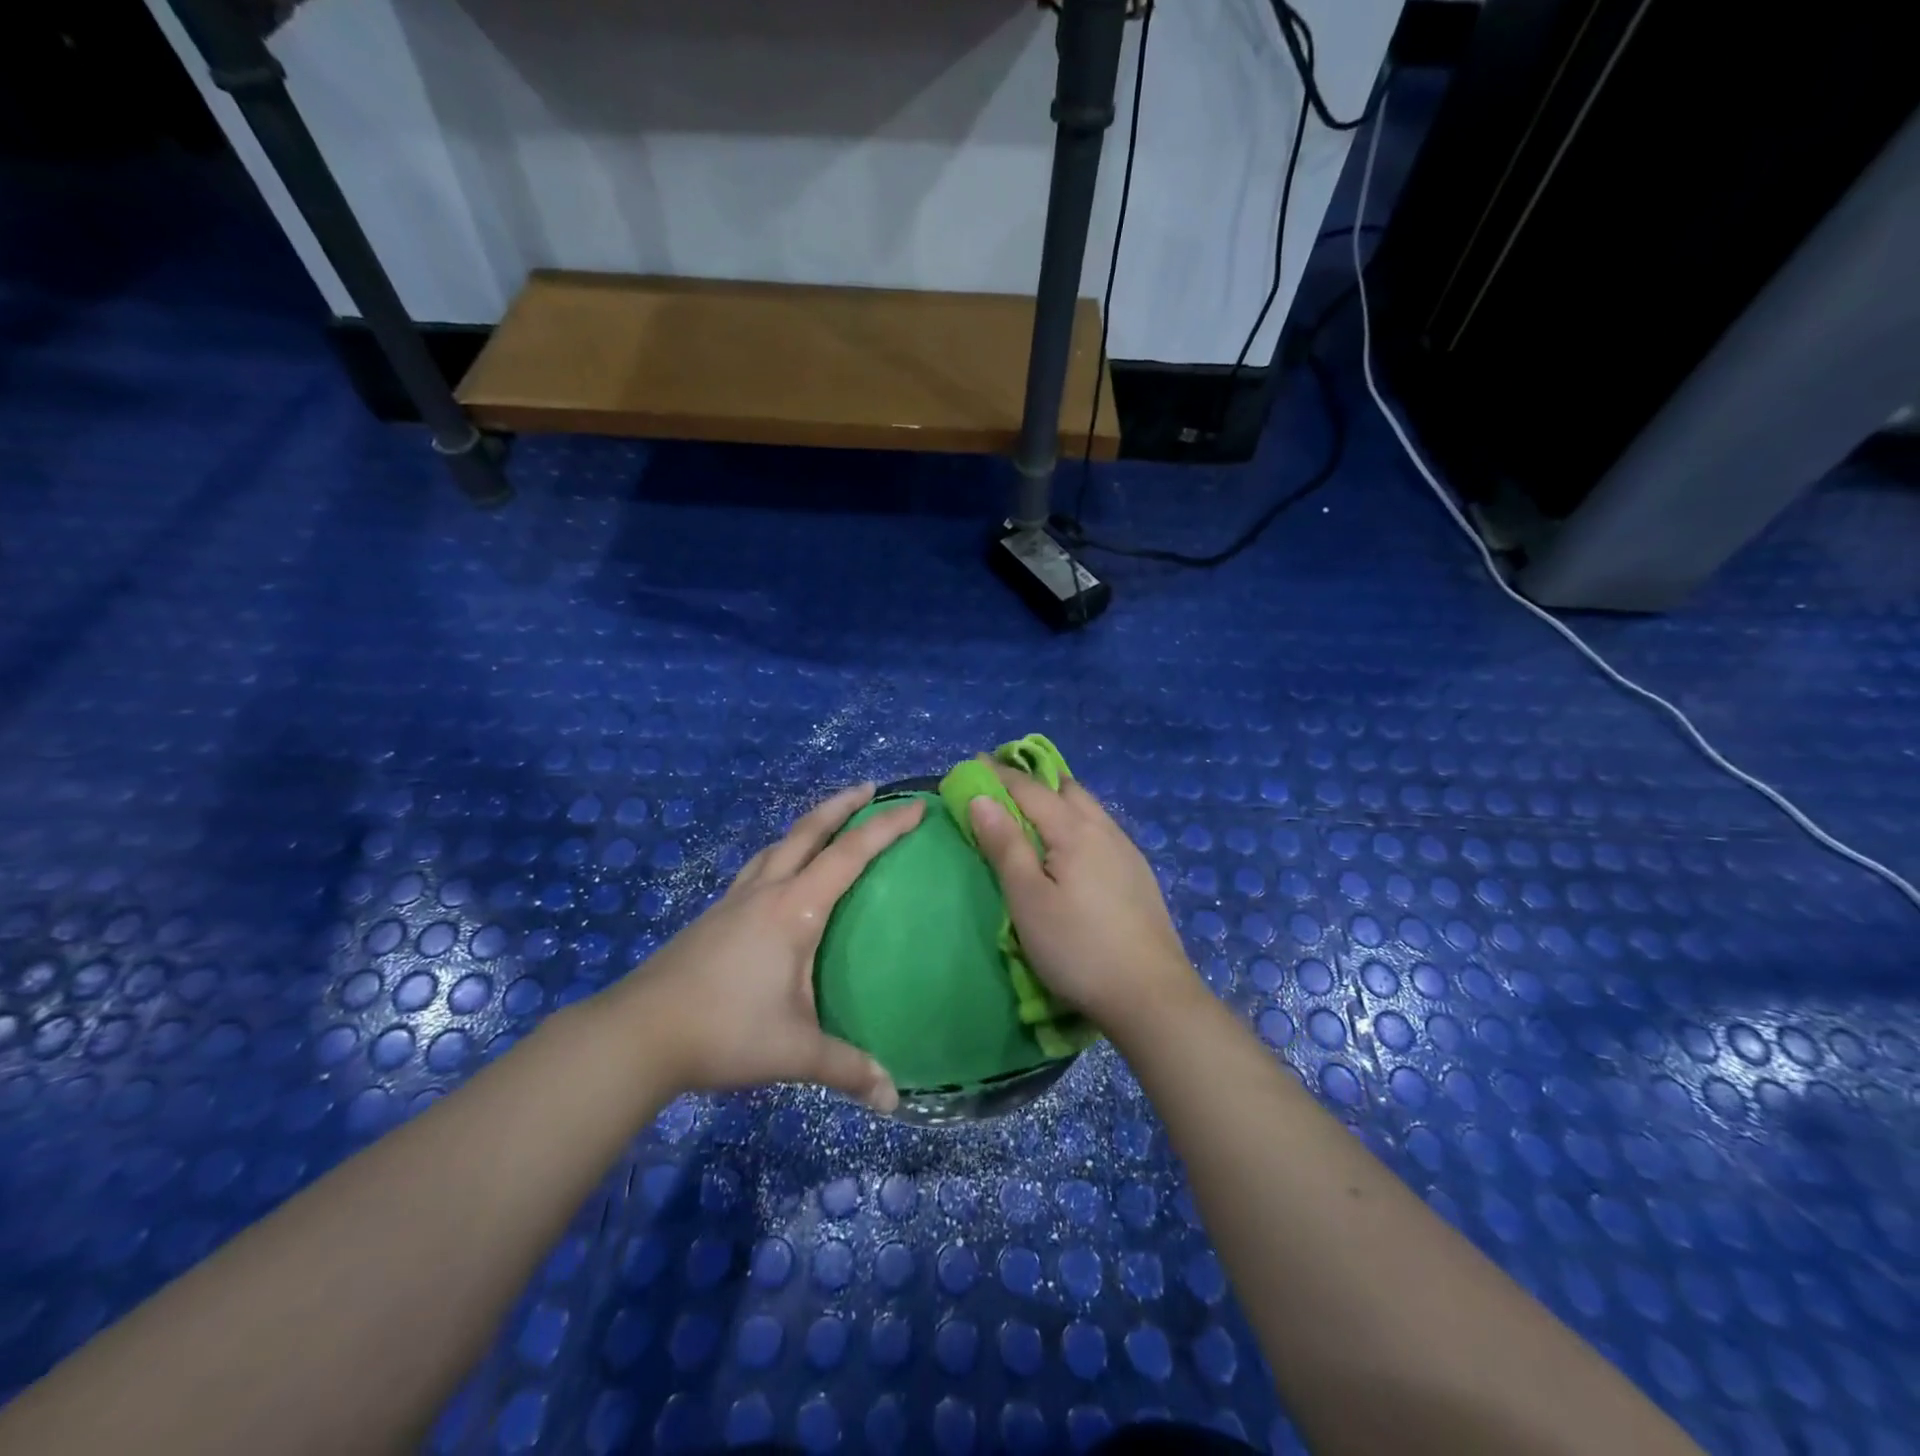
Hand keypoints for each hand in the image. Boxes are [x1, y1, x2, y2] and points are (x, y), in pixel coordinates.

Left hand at [614, 783, 923, 1110]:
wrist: (638, 1033)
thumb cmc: (724, 1030)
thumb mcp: (794, 1051)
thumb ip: (846, 1068)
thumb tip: (893, 1098)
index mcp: (793, 909)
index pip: (849, 855)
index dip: (885, 827)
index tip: (914, 806)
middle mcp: (765, 892)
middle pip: (807, 831)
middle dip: (842, 805)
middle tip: (870, 788)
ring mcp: (734, 901)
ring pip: (777, 846)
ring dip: (807, 826)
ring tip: (827, 824)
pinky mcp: (713, 917)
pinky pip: (758, 868)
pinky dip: (781, 854)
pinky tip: (779, 877)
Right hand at [964, 763, 1199, 1043]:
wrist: (1151, 996)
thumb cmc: (1077, 948)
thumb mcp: (1028, 899)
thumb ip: (1005, 845)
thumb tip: (981, 798)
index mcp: (1074, 830)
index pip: (1029, 789)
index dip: (998, 775)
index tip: (973, 762)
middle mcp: (1104, 829)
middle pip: (1066, 788)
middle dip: (1032, 779)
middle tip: (1002, 784)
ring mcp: (1127, 851)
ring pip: (1088, 807)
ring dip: (1058, 798)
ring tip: (1034, 809)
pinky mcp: (1138, 874)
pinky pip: (1102, 829)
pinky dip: (1077, 820)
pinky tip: (1073, 844)